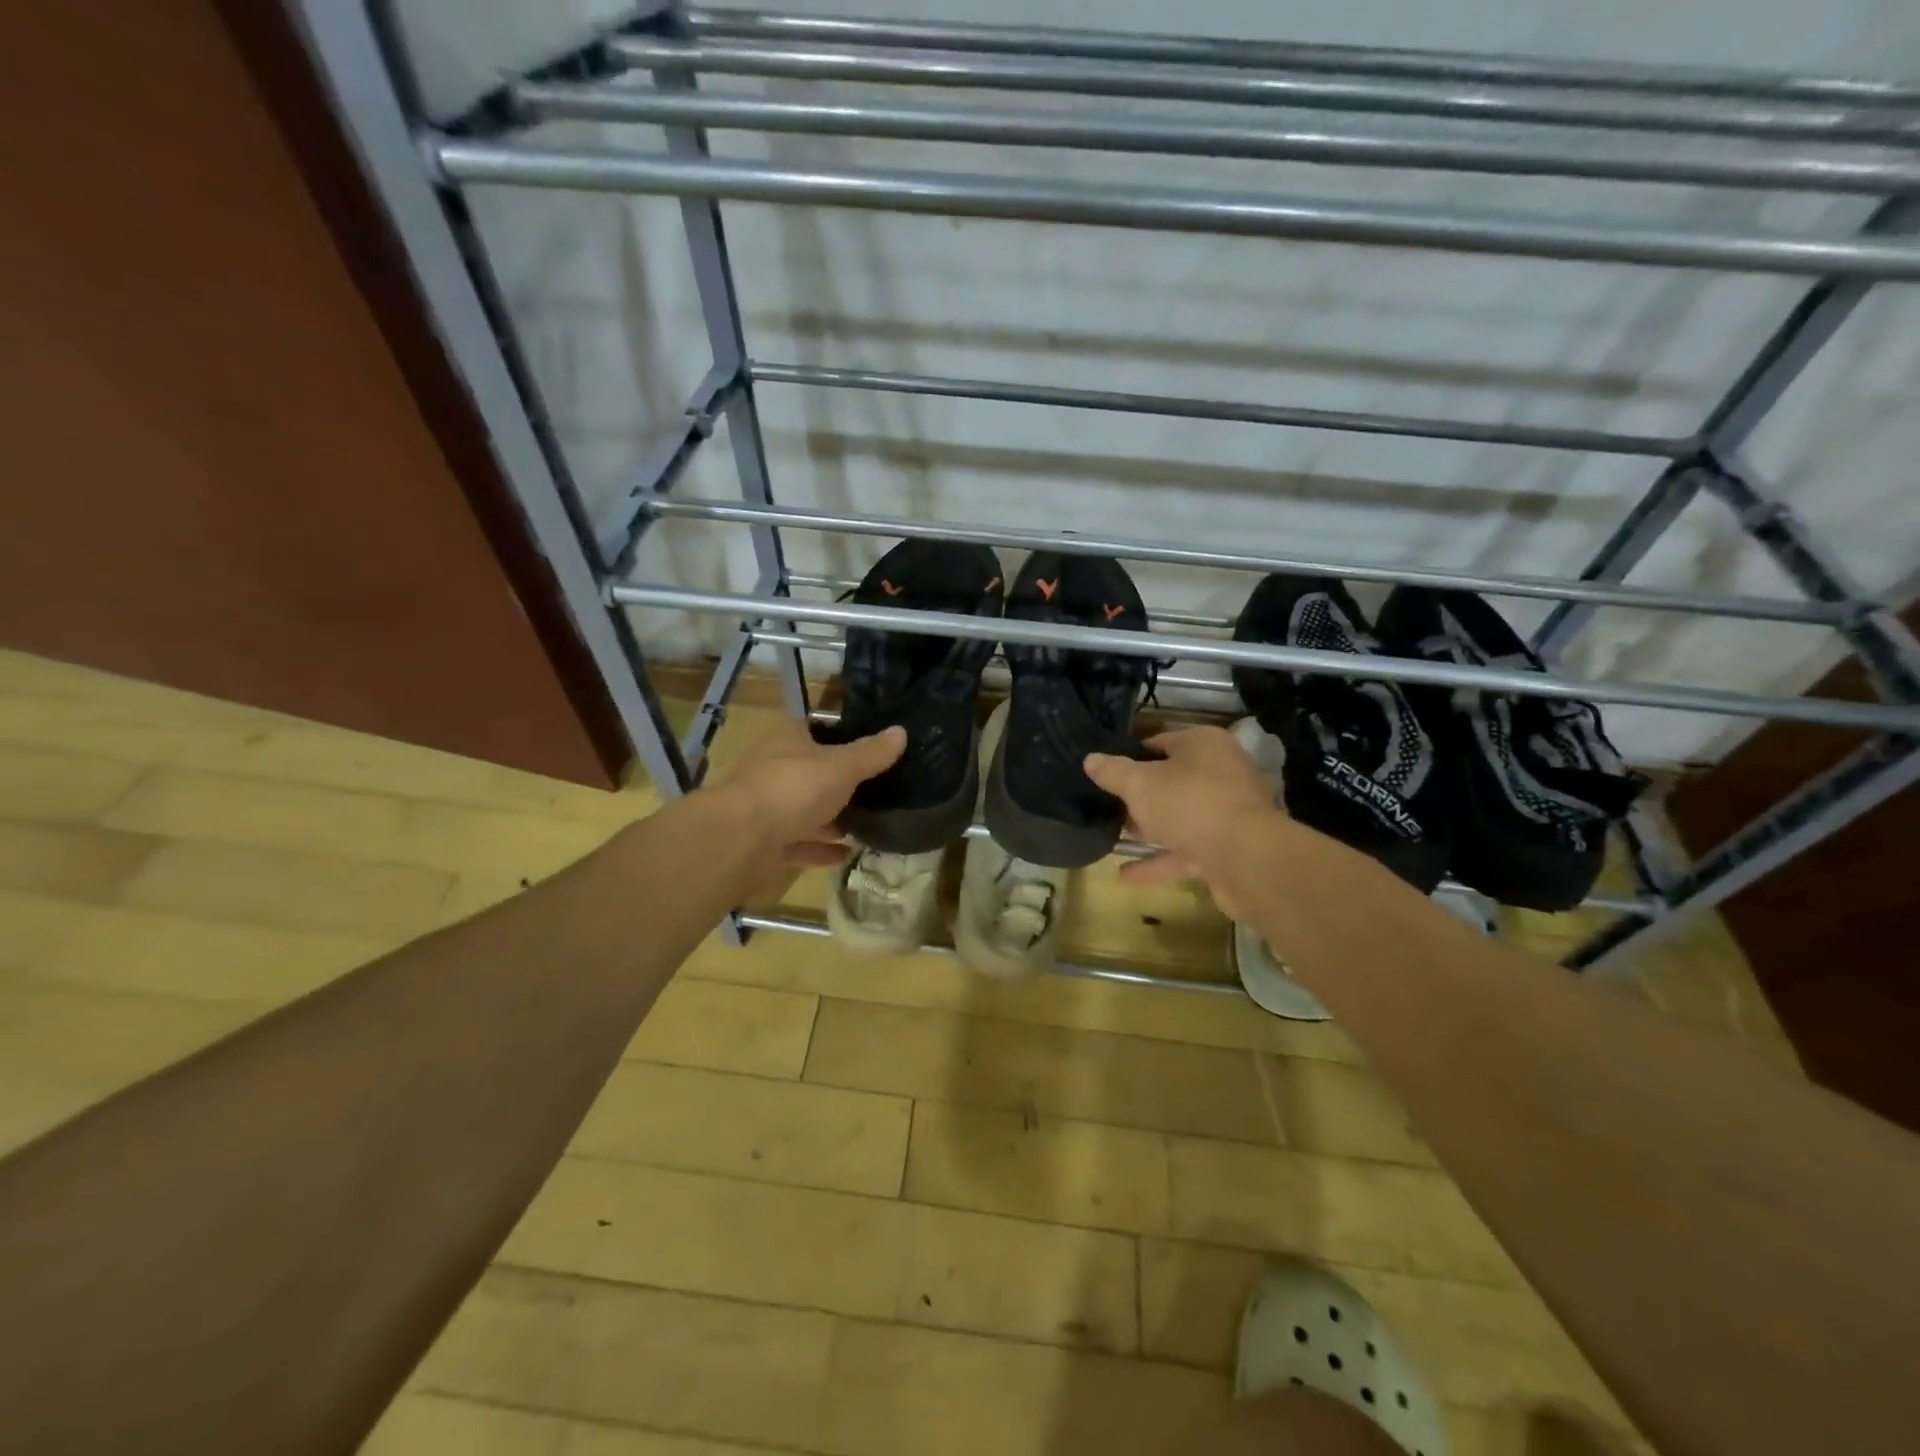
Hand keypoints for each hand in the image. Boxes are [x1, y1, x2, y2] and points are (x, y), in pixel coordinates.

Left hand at [716, 717, 905, 870]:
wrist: (742, 841)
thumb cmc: (794, 788)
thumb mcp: (842, 767)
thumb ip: (872, 753)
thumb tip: (901, 732)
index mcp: (788, 740)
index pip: (818, 729)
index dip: (844, 736)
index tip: (873, 748)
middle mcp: (774, 769)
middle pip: (812, 772)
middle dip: (841, 783)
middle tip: (878, 790)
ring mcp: (768, 808)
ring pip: (805, 810)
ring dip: (831, 819)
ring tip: (868, 824)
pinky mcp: (765, 844)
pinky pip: (799, 843)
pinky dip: (821, 849)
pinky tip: (847, 854)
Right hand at [1084, 726, 1277, 919]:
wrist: (1247, 858)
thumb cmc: (1189, 804)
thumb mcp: (1140, 784)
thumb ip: (1113, 771)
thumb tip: (1090, 759)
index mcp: (1203, 744)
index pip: (1160, 741)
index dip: (1130, 754)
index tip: (1104, 770)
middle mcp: (1220, 772)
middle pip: (1171, 779)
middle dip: (1139, 794)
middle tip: (1105, 803)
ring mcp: (1227, 812)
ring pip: (1179, 816)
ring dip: (1148, 827)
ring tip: (1113, 835)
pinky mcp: (1228, 848)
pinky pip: (1186, 850)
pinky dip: (1158, 861)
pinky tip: (1125, 875)